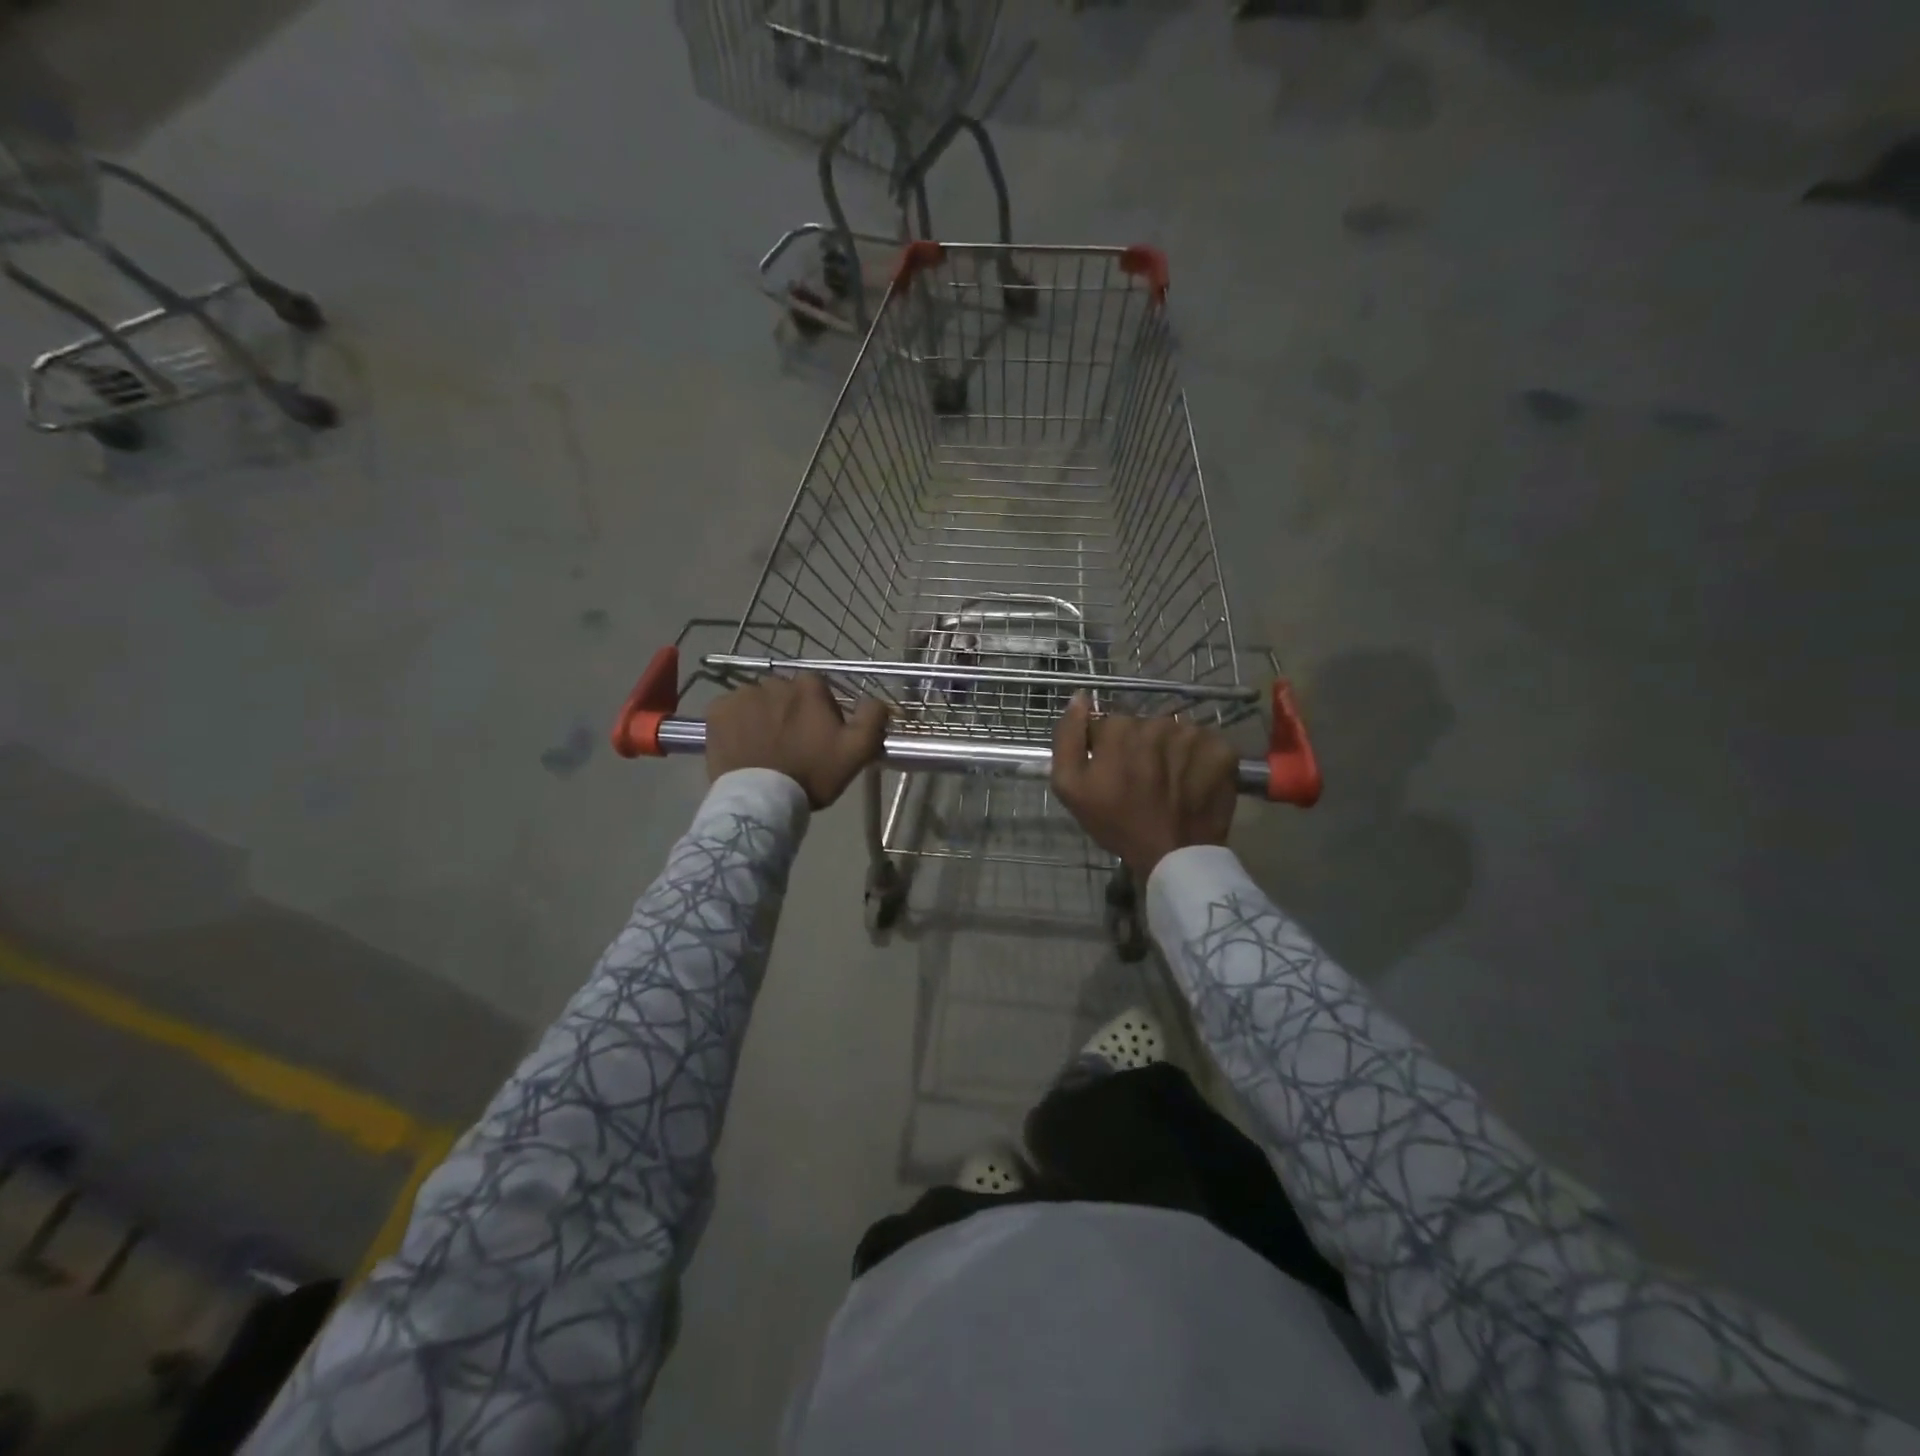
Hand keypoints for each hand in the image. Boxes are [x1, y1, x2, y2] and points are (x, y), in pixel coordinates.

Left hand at [706, 673, 888, 808]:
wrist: (762, 800)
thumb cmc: (812, 775)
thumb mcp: (857, 751)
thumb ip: (873, 719)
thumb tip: (878, 700)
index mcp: (809, 687)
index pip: (817, 690)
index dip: (819, 712)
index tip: (817, 738)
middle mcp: (775, 682)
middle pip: (785, 694)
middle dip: (788, 712)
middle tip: (790, 744)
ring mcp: (742, 695)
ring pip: (757, 701)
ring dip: (761, 717)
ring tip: (763, 747)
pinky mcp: (717, 711)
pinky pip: (730, 710)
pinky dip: (736, 723)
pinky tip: (742, 745)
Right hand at [1050, 694, 1238, 879]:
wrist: (1173, 856)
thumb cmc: (1116, 823)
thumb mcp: (1069, 786)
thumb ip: (1068, 737)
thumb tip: (1079, 697)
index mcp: (1120, 728)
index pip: (1109, 725)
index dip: (1107, 749)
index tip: (1111, 774)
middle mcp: (1158, 722)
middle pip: (1143, 727)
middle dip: (1139, 748)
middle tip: (1140, 783)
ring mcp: (1193, 735)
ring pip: (1174, 734)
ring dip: (1169, 752)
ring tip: (1168, 784)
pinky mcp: (1222, 750)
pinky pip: (1204, 744)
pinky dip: (1199, 760)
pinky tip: (1191, 782)